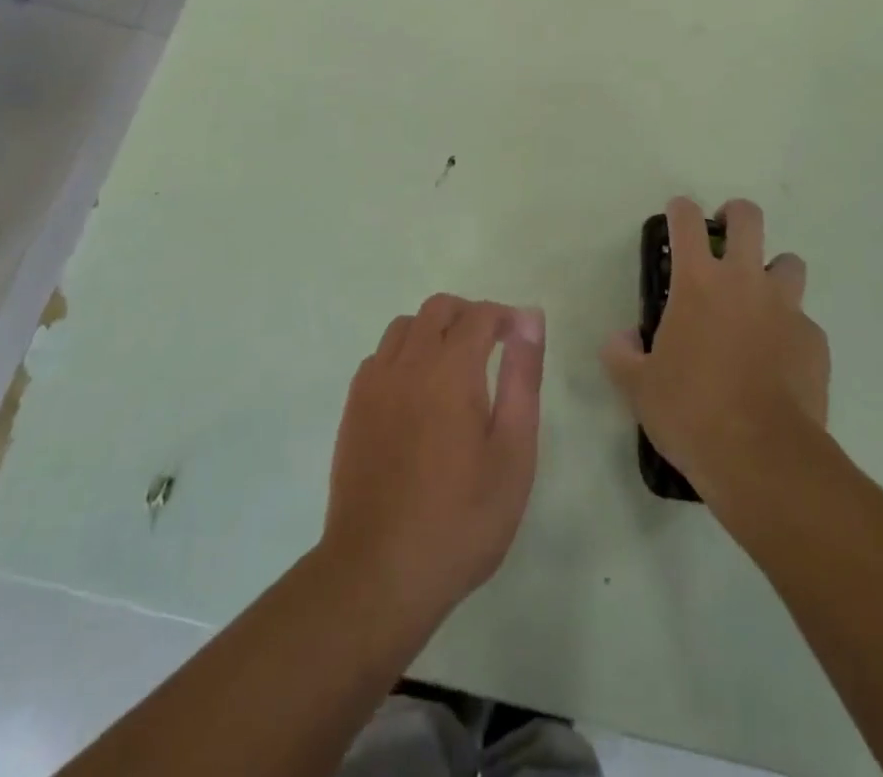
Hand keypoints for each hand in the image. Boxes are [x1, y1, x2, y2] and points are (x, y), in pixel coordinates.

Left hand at [321, 296, 544, 627]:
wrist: (380, 573)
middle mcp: (408, 364)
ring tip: (454, 367)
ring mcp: (374, 384)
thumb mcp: (512, 453)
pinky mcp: (353, 408)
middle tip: (492, 346)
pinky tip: (417, 392)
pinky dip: (403, 355)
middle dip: (468, 315)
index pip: (478, 315)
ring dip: (433, 330)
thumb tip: (529, 319)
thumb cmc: (461, 518)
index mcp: (450, 370)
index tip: (520, 338)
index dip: (503, 316)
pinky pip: (380, 357)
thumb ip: (522, 378)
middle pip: (437, 309)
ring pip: (404, 327)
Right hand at [603, 197, 829, 506]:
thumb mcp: (637, 386)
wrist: (762, 457)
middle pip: (748, 218)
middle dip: (735, 216)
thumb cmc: (691, 411)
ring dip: (773, 271)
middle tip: (724, 237)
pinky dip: (790, 329)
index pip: (686, 220)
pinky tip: (778, 360)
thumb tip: (622, 338)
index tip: (676, 215)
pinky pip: (804, 320)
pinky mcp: (815, 341)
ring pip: (789, 263)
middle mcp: (744, 281)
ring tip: (759, 300)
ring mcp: (786, 308)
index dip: (679, 209)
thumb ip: (622, 353)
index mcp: (697, 281)